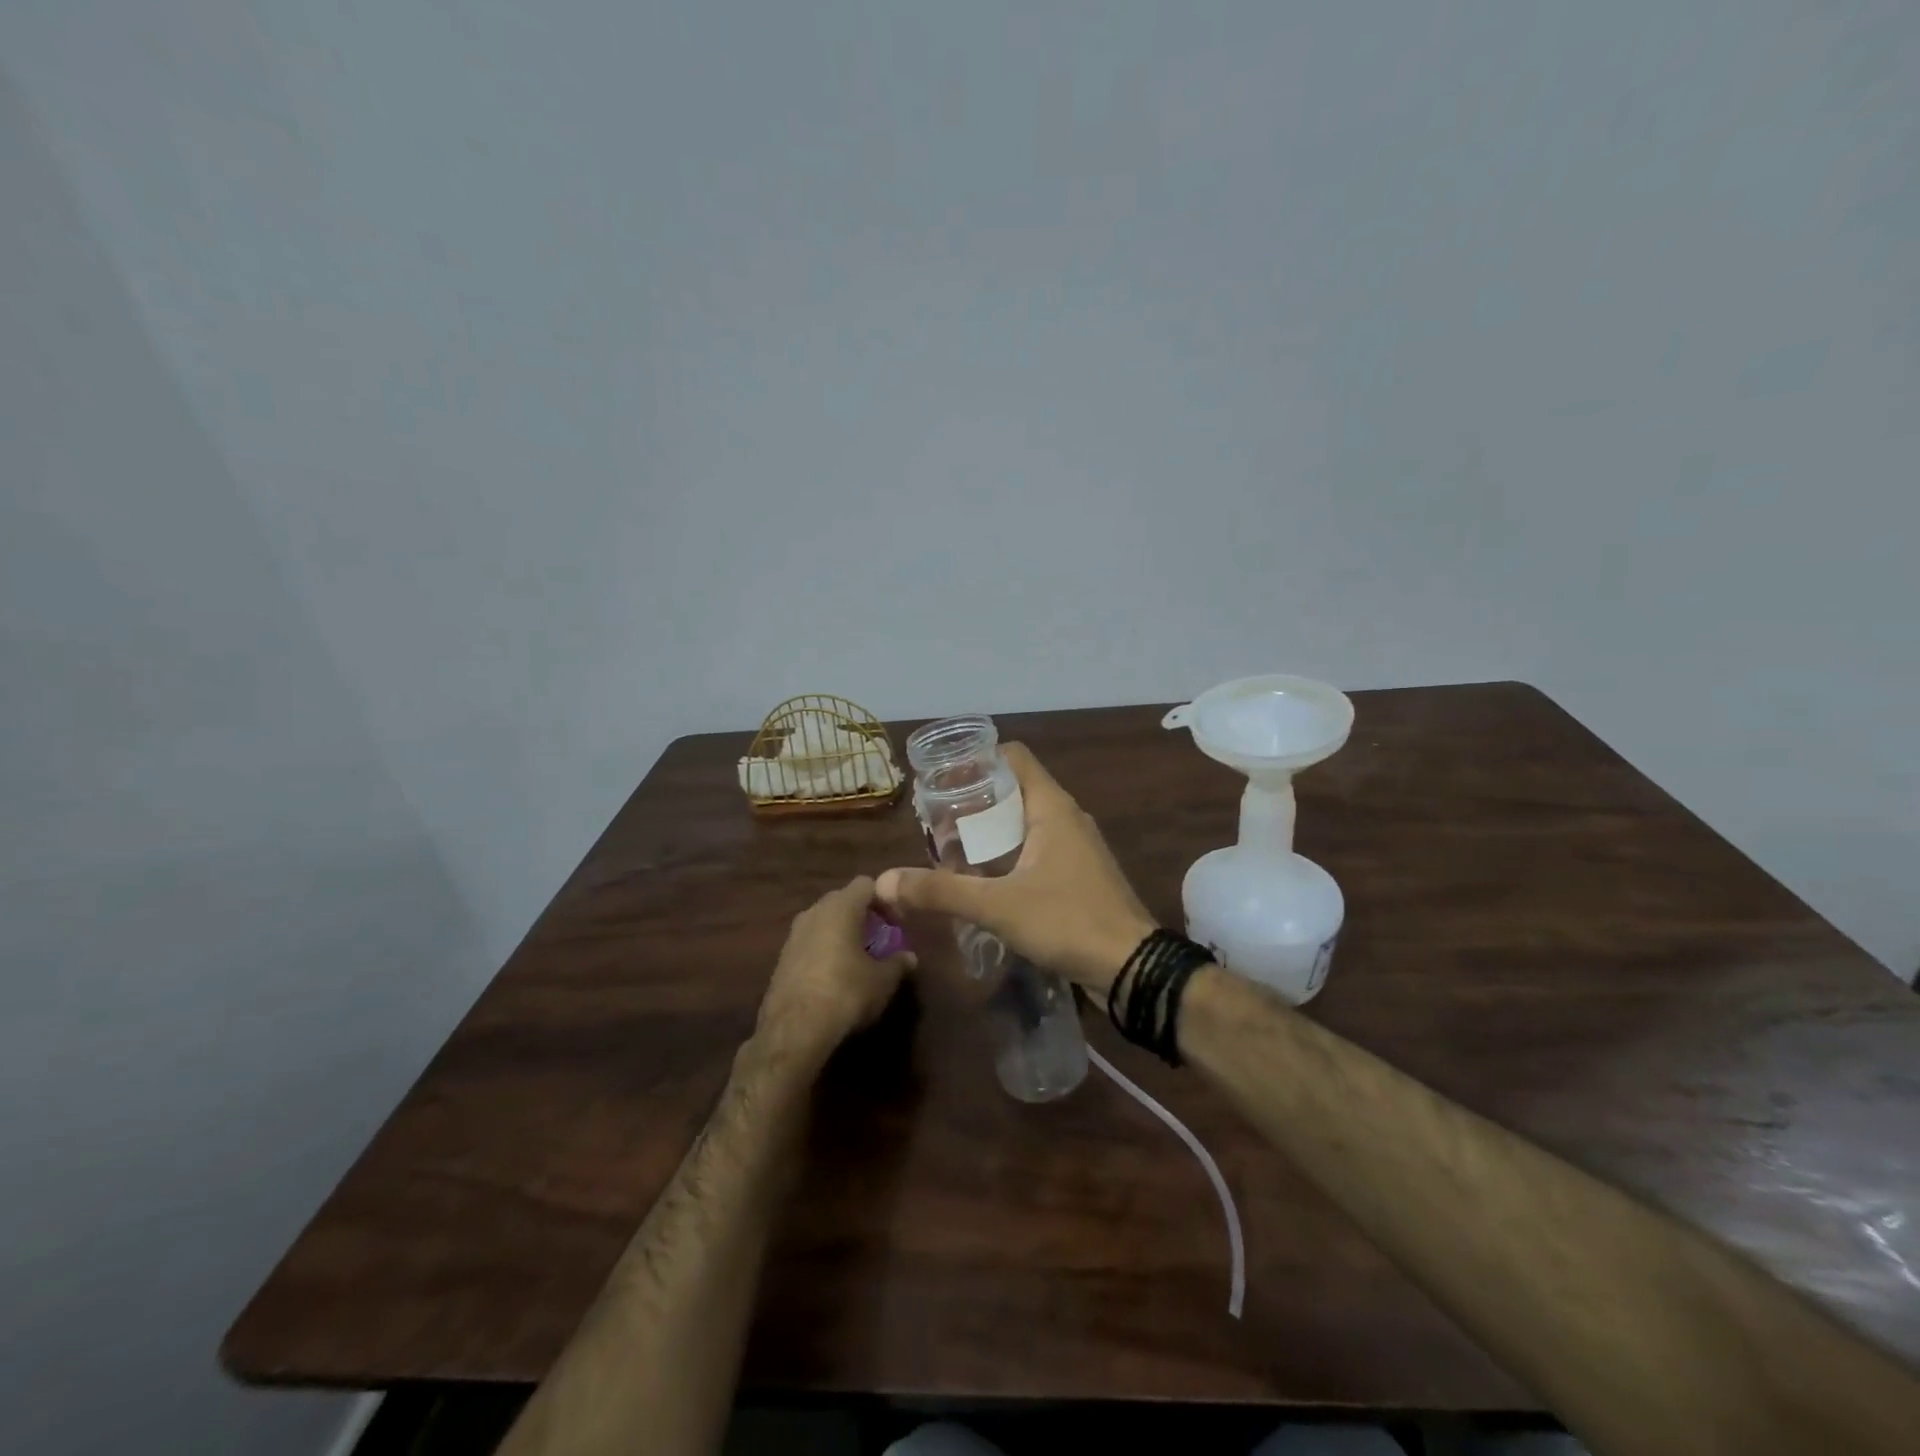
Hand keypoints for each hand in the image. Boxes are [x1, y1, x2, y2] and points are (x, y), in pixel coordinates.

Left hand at [755, 876, 914, 1064]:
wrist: (794, 1030)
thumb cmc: (846, 993)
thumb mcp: (883, 980)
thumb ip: (898, 963)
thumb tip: (910, 957)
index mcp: (841, 907)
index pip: (866, 884)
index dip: (884, 899)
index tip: (896, 922)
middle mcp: (814, 911)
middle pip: (843, 900)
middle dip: (862, 915)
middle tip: (879, 938)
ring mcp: (794, 934)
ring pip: (824, 921)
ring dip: (841, 932)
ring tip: (857, 957)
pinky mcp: (781, 957)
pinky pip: (810, 942)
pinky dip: (824, 949)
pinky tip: (834, 975)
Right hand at [876, 744, 1155, 999]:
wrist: (1132, 968)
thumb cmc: (1068, 921)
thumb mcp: (997, 906)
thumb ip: (941, 892)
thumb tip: (884, 881)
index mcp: (1052, 807)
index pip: (1013, 757)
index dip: (977, 759)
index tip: (943, 779)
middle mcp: (1067, 817)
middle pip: (1014, 789)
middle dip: (975, 802)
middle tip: (937, 823)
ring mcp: (1077, 847)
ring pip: (1026, 822)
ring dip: (991, 832)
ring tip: (953, 851)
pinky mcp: (1080, 875)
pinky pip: (1038, 850)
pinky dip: (1009, 854)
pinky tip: (986, 881)